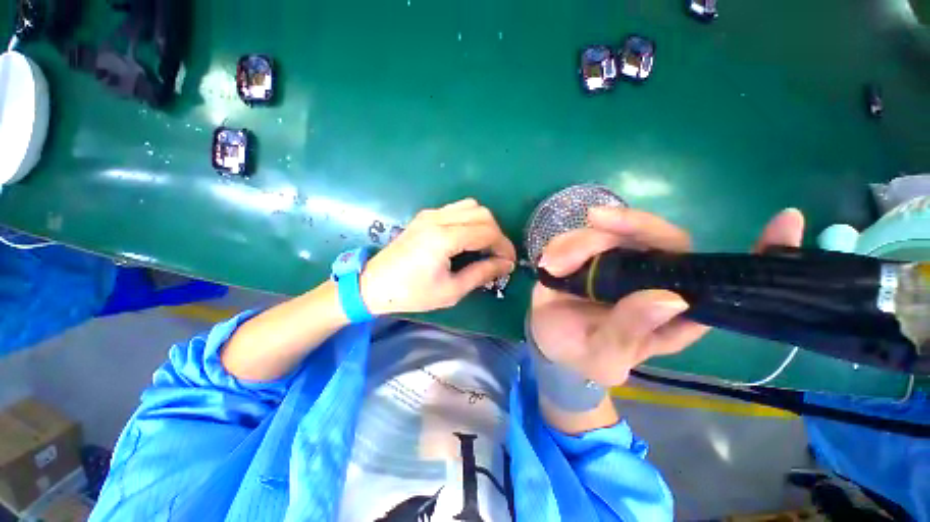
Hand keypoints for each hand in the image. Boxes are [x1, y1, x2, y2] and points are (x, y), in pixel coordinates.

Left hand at [362, 198, 515, 314]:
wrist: (374, 284)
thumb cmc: (412, 293)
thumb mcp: (451, 290)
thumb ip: (481, 273)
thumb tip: (505, 265)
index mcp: (444, 238)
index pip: (487, 231)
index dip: (504, 246)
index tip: (509, 263)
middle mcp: (438, 219)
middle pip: (482, 213)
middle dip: (497, 234)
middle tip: (498, 256)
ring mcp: (430, 214)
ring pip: (471, 206)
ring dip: (484, 224)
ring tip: (485, 247)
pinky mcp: (425, 216)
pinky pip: (457, 209)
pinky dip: (470, 220)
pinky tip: (468, 239)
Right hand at [530, 206, 805, 386]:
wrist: (552, 345)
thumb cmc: (583, 355)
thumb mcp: (607, 356)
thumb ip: (632, 331)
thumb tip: (669, 299)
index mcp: (671, 309)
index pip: (721, 278)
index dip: (760, 252)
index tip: (786, 221)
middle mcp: (650, 278)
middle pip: (659, 238)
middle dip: (631, 224)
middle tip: (596, 221)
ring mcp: (616, 263)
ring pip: (612, 233)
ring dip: (581, 241)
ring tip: (555, 265)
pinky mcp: (586, 256)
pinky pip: (579, 239)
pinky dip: (564, 246)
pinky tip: (550, 263)